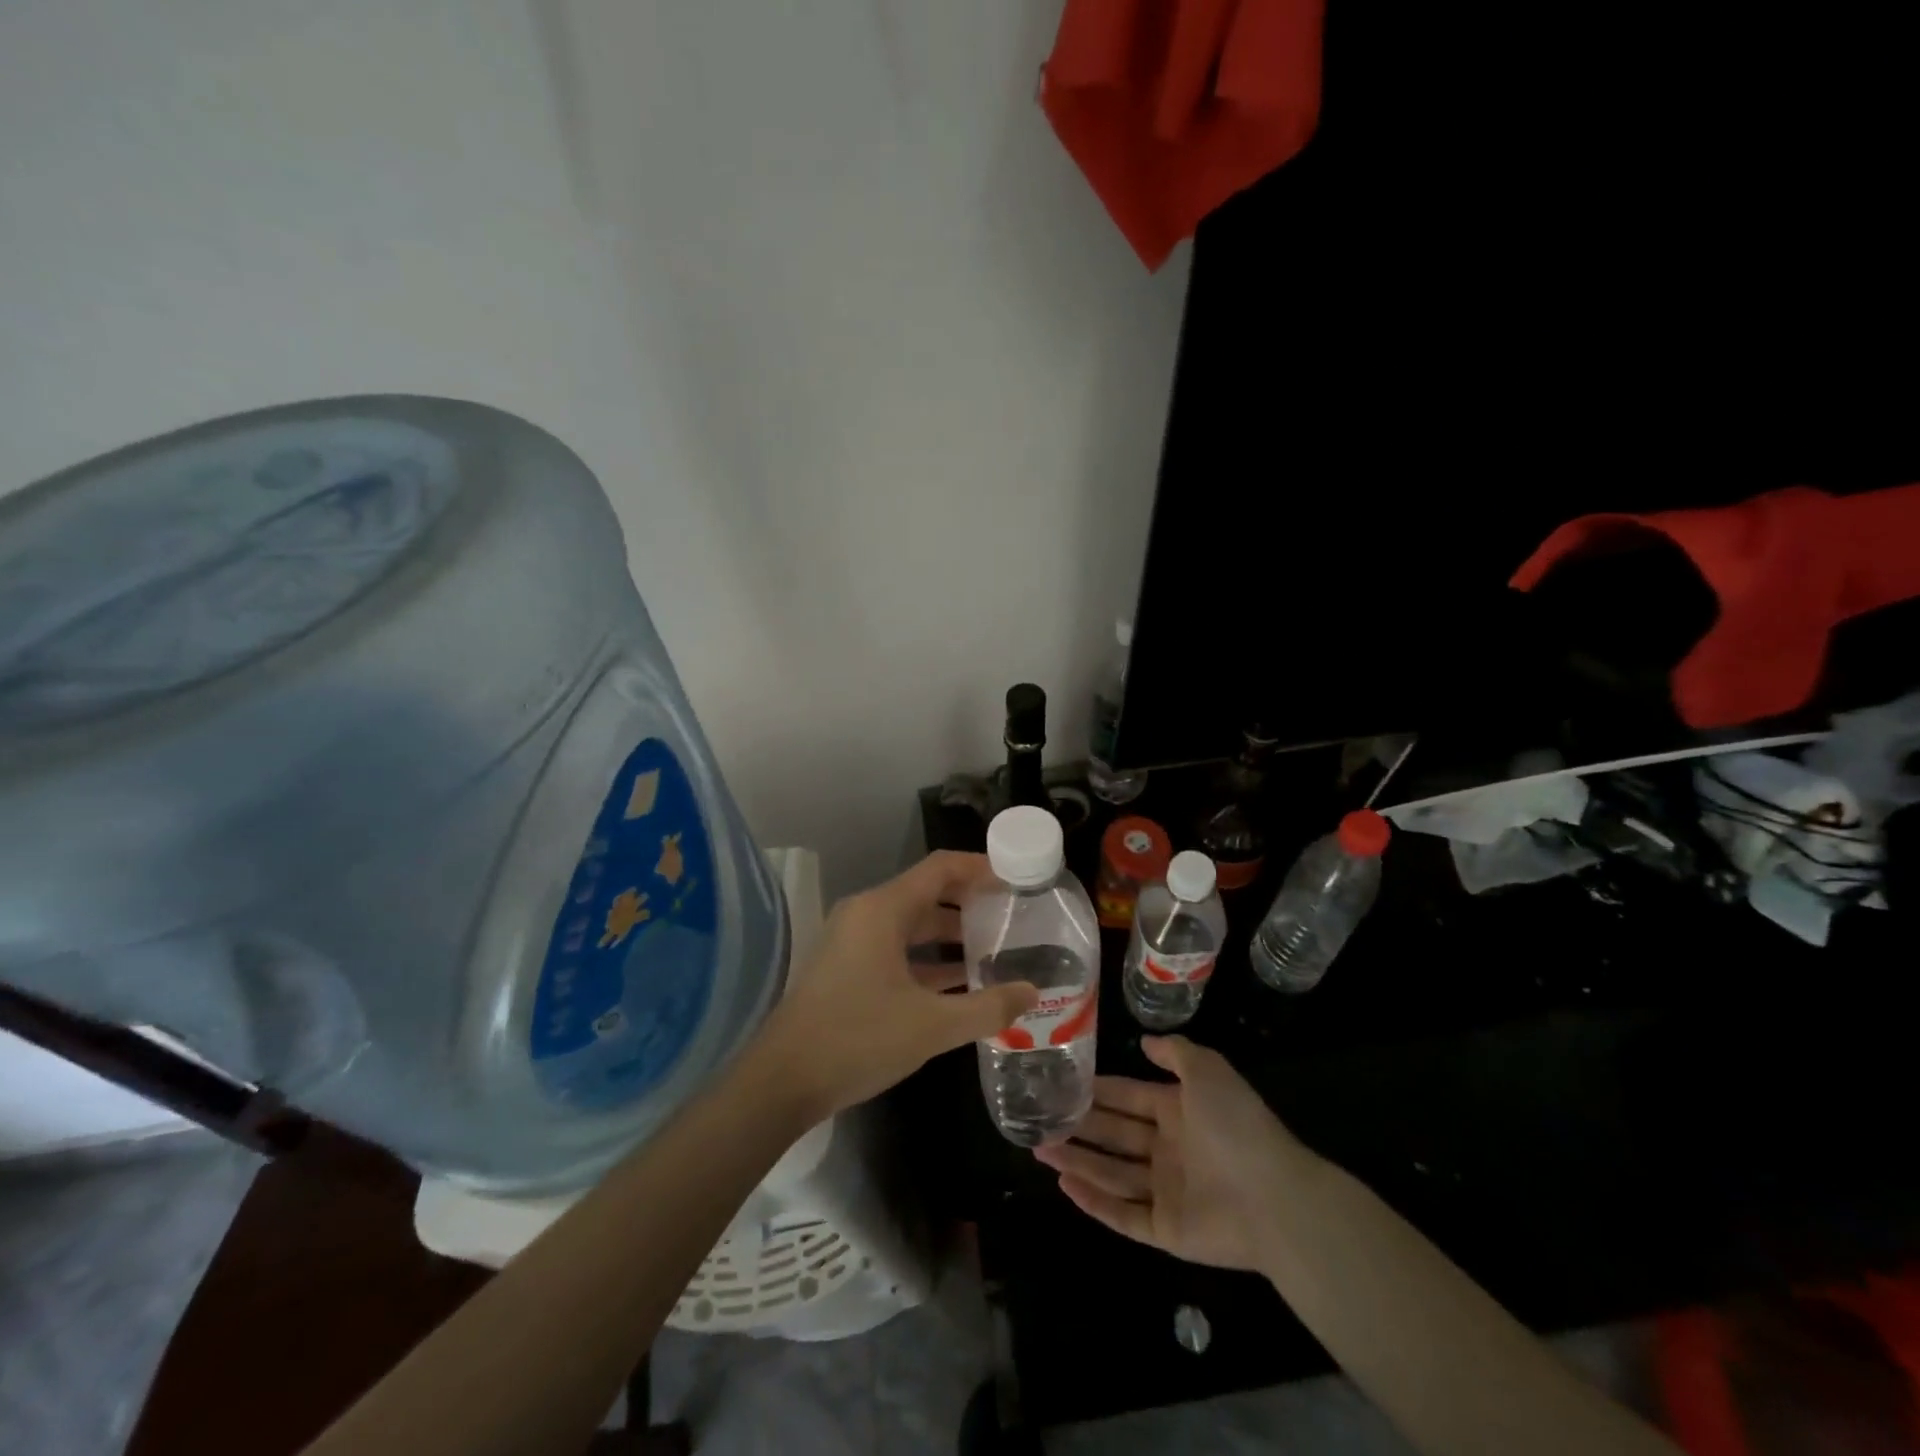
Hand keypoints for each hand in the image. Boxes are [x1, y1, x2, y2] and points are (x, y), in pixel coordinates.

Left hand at [755, 852, 1037, 1121]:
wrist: (782, 1082)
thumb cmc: (858, 1039)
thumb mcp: (932, 1026)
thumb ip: (987, 1008)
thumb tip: (1031, 993)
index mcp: (883, 909)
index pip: (941, 868)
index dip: (981, 868)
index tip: (1017, 878)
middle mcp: (866, 913)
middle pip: (928, 892)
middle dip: (971, 903)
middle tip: (1015, 917)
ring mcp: (853, 940)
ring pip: (912, 924)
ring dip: (952, 935)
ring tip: (997, 949)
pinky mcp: (848, 967)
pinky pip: (897, 948)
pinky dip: (928, 959)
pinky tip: (961, 982)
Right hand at [1034, 1035, 1313, 1271]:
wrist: (1275, 1198)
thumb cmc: (1236, 1126)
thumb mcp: (1207, 1071)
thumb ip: (1176, 1053)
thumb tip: (1145, 1042)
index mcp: (1179, 1112)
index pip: (1128, 1097)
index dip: (1098, 1090)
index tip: (1063, 1083)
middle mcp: (1169, 1150)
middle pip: (1115, 1135)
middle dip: (1079, 1125)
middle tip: (1040, 1118)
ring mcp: (1167, 1191)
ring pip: (1112, 1173)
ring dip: (1077, 1160)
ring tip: (1040, 1147)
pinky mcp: (1166, 1230)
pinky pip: (1123, 1215)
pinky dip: (1094, 1202)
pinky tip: (1064, 1185)